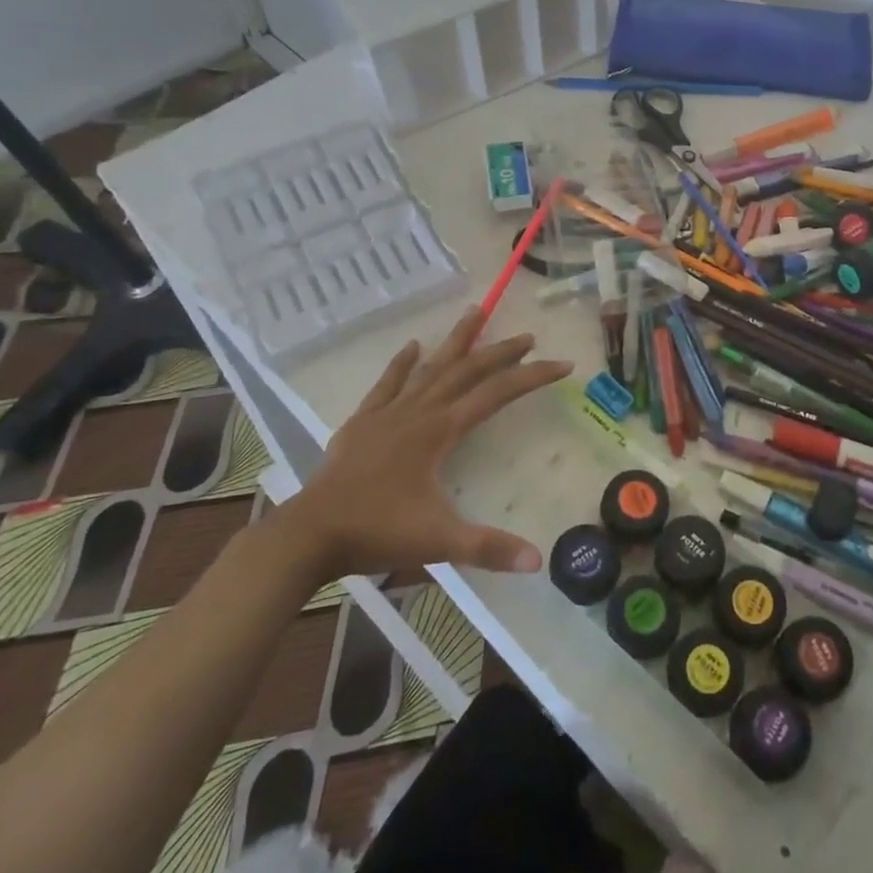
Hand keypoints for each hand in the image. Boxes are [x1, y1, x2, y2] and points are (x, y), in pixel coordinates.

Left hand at [271, 306, 571, 582]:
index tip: (562, 365)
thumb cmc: (378, 532)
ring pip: (430, 367)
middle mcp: (419, 411)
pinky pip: (388, 384)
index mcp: (441, 431)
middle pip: (467, 371)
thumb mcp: (439, 541)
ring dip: (456, 342)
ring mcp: (389, 413)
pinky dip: (402, 364)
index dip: (532, 377)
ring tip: (475, 312)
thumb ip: (489, 548)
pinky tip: (412, 346)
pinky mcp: (363, 422)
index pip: (497, 394)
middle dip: (500, 352)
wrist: (310, 533)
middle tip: (527, 336)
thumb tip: (538, 561)